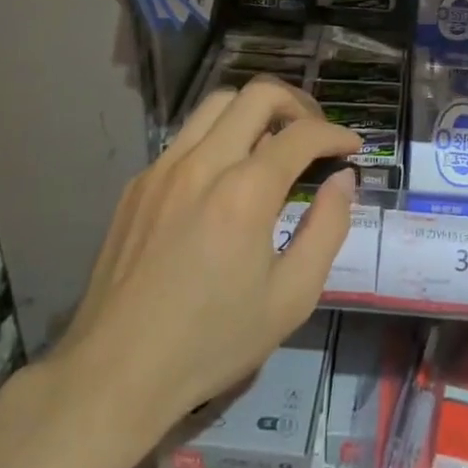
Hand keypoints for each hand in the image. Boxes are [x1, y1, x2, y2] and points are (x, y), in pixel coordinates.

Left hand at [47, 78, 359, 460]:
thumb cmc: (212, 341)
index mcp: (244, 192)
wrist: (115, 372)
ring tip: (274, 142)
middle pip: (257, 95)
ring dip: (255, 111)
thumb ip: (327, 228)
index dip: (336, 133)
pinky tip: (225, 178)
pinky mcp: (138, 183)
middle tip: (315, 134)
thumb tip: (342, 179)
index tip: (352, 147)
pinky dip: (219, 138)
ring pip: (217, 104)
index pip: (302, 134)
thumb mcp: (291, 297)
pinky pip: (187, 137)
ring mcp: (163, 168)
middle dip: (298, 105)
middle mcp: (203, 163)